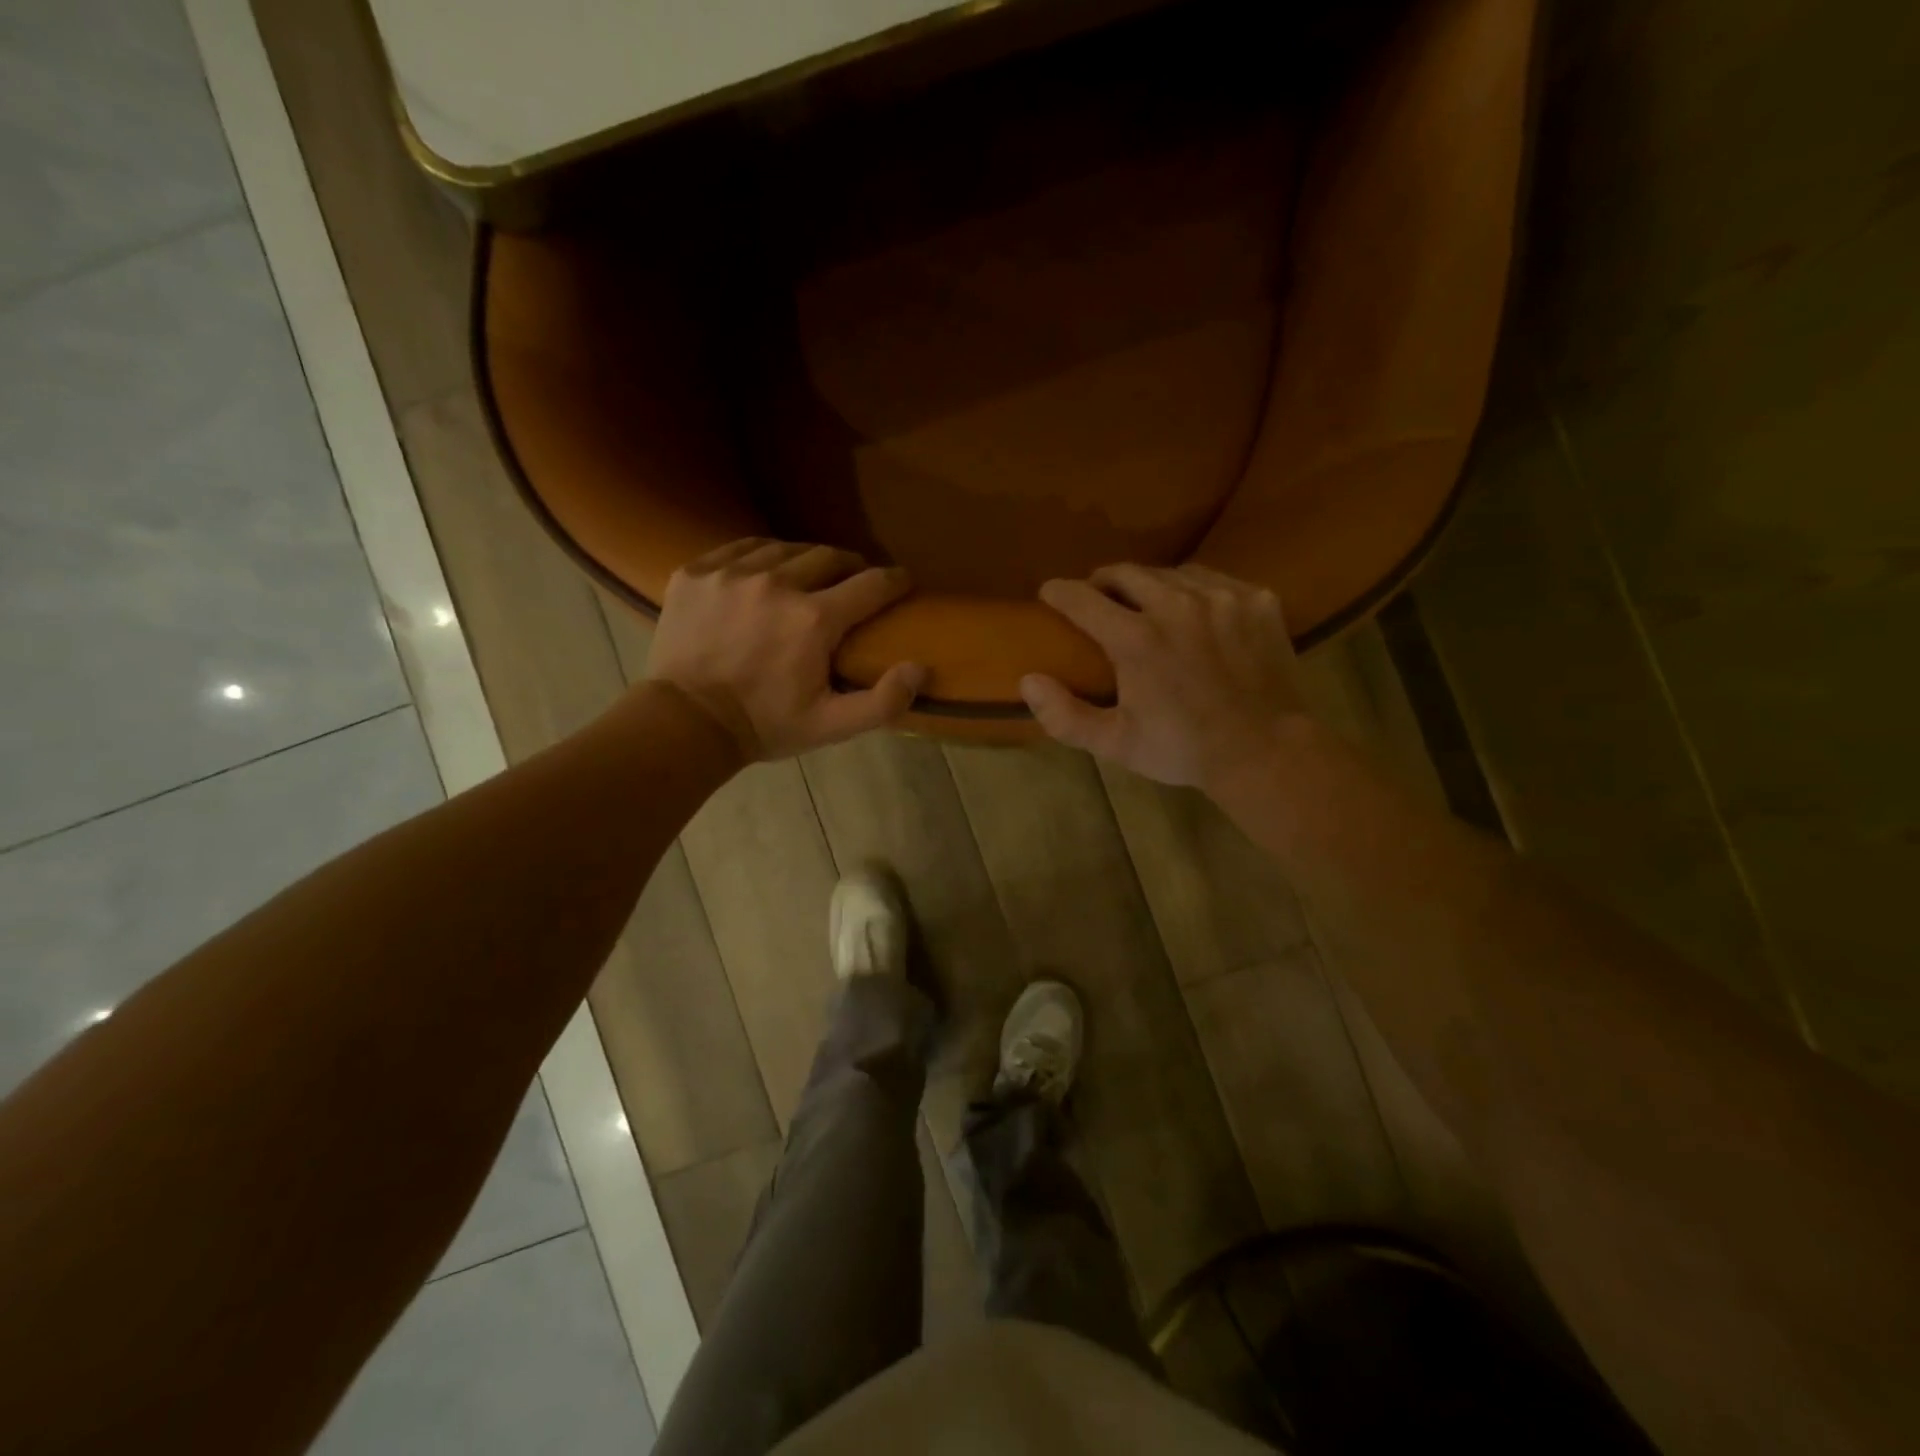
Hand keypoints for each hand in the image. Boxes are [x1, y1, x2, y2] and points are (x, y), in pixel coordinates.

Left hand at [649, 539, 925, 760]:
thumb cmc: (765, 725)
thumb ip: (883, 701)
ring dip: (806, 560)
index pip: (871, 584)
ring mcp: (732, 573)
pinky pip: (741, 548)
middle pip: (829, 556)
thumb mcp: (831, 726)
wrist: (685, 722)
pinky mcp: (696, 572)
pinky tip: (765, 571)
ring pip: (786, 548)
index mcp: (814, 619)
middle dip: (850, 567)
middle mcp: (777, 584)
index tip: (902, 581)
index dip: (895, 580)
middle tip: (854, 582)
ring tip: (810, 576)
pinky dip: (762, 556)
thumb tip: (920, 668)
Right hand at [1021, 564, 1306, 790]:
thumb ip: (1065, 715)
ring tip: (1146, 604)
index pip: (1083, 598)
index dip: (1060, 592)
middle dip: (1103, 582)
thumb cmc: (1183, 750)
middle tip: (1098, 598)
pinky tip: (1193, 613)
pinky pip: (1213, 580)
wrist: (1266, 752)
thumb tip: (1028, 680)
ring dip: (1149, 585)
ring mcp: (1221, 597)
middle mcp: (1176, 605)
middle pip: (1126, 573)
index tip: (1050, 593)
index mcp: (1136, 639)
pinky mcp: (1257, 599)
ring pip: (1171, 573)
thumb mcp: (1116, 743)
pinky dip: (1193, 591)